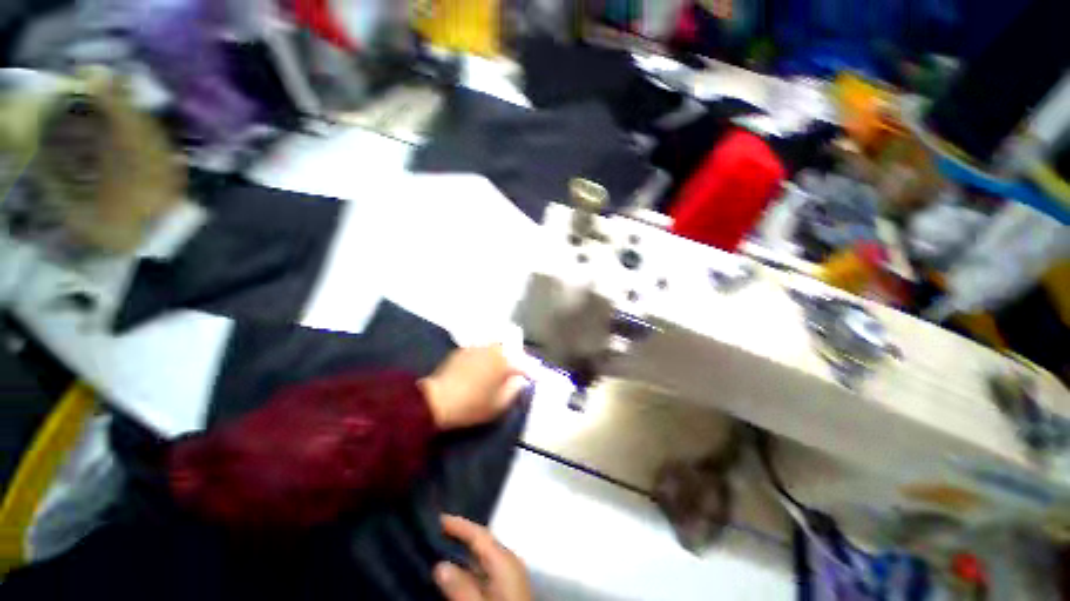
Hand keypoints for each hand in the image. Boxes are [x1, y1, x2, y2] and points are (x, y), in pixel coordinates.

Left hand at [420, 345, 528, 430]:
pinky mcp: (465, 348)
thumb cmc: (472, 405)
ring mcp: (479, 346)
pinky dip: (489, 354)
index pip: (526, 364)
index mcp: (506, 361)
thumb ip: (515, 389)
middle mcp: (495, 349)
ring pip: (498, 345)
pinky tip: (486, 364)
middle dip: (520, 357)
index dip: (534, 371)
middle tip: (521, 369)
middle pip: (513, 348)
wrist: (438, 400)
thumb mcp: (499, 404)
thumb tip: (520, 380)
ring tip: (504, 364)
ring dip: (505, 352)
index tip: (538, 377)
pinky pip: (484, 347)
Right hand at [434, 515, 531, 600]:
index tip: (438, 518)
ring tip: (443, 548)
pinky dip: (471, 566)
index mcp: (504, 560)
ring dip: (465, 551)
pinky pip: (486, 568)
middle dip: (461, 535)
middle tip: (437, 531)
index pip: (479, 534)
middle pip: (482, 541)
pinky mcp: (508, 588)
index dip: (459, 525)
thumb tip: (440, 566)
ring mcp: (510, 575)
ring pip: (484, 555)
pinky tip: (459, 573)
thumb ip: (460, 588)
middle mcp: (509, 561)